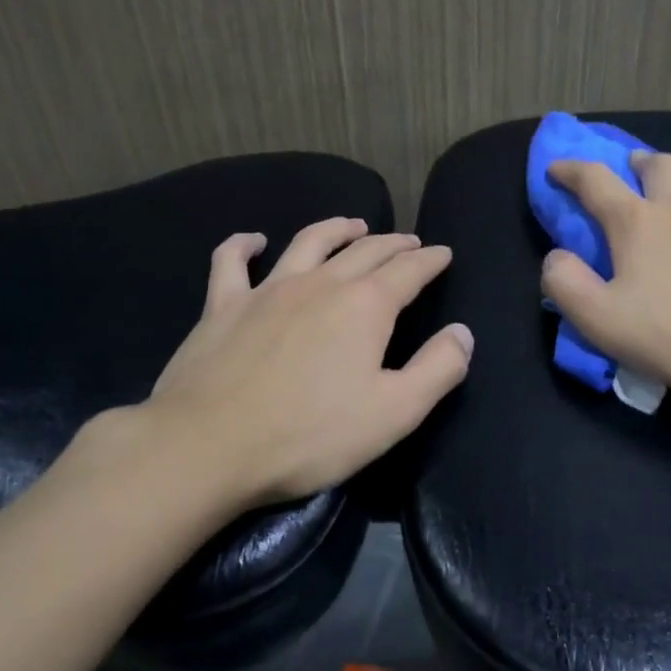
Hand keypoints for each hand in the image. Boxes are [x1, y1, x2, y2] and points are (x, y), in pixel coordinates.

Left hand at [124, 218, 472, 510]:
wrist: (208, 446)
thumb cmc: (310, 435)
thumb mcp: (395, 413)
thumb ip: (438, 369)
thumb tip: (462, 333)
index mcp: (365, 306)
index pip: (409, 270)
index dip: (431, 259)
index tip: (443, 253)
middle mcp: (321, 284)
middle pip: (365, 250)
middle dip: (394, 243)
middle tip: (410, 242)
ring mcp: (268, 289)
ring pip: (309, 242)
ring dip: (337, 228)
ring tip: (354, 224)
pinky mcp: (223, 305)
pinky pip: (233, 261)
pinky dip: (246, 244)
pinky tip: (255, 240)